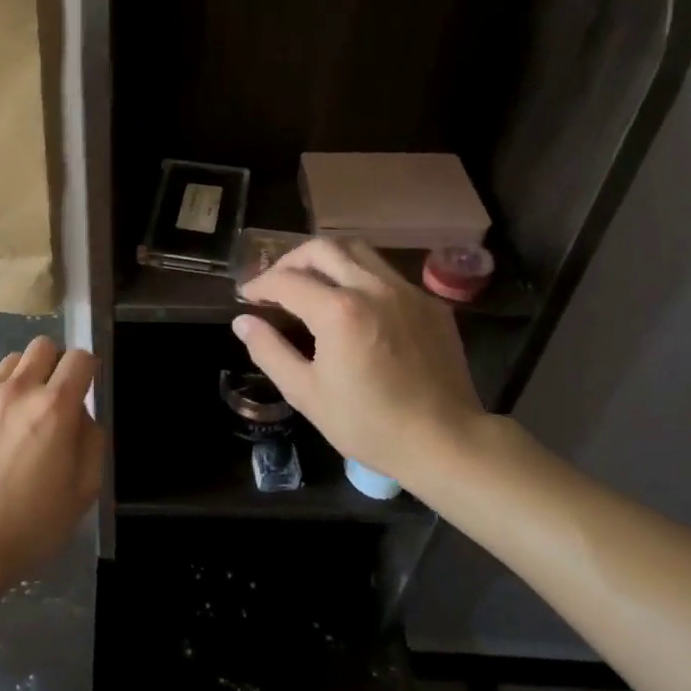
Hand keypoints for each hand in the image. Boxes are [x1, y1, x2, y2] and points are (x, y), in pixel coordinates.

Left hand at [0, 336, 102, 587]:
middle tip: (52, 400)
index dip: (87, 370)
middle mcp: (18, 390)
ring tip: (19, 415)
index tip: (84, 389)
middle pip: (42, 346)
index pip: (80, 358)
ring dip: (24, 379)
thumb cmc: (33, 523)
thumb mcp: (84, 489)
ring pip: (11, 362)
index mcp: (55, 407)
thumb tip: (82, 414)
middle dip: (54, 364)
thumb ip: (92, 440)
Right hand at [234, 239, 485, 488]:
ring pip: (358, 251)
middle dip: (290, 260)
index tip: (247, 296)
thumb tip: (243, 321)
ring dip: (327, 259)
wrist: (447, 442)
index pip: (286, 280)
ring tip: (312, 283)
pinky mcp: (430, 304)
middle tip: (276, 283)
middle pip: (322, 249)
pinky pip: (387, 274)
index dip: (260, 284)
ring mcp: (406, 292)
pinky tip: (355, 305)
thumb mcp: (306, 393)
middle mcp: (373, 288)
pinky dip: (360, 277)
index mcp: (338, 311)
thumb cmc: (369, 424)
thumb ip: (269, 351)